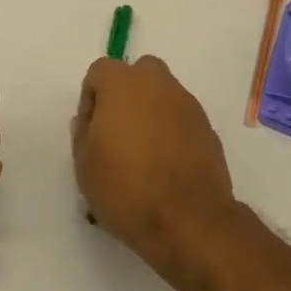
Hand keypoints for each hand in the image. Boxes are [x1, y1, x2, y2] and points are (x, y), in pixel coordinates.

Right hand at [71, 54, 238, 282]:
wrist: (189, 219)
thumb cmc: (126, 189)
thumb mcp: (85, 167)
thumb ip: (83, 134)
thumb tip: (89, 120)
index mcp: (122, 84)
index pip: (101, 71)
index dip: (92, 98)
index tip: (92, 130)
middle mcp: (157, 83)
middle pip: (138, 74)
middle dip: (126, 95)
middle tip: (118, 133)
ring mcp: (187, 103)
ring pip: (162, 94)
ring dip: (151, 112)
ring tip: (144, 153)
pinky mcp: (207, 127)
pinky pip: (181, 117)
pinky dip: (172, 130)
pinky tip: (167, 164)